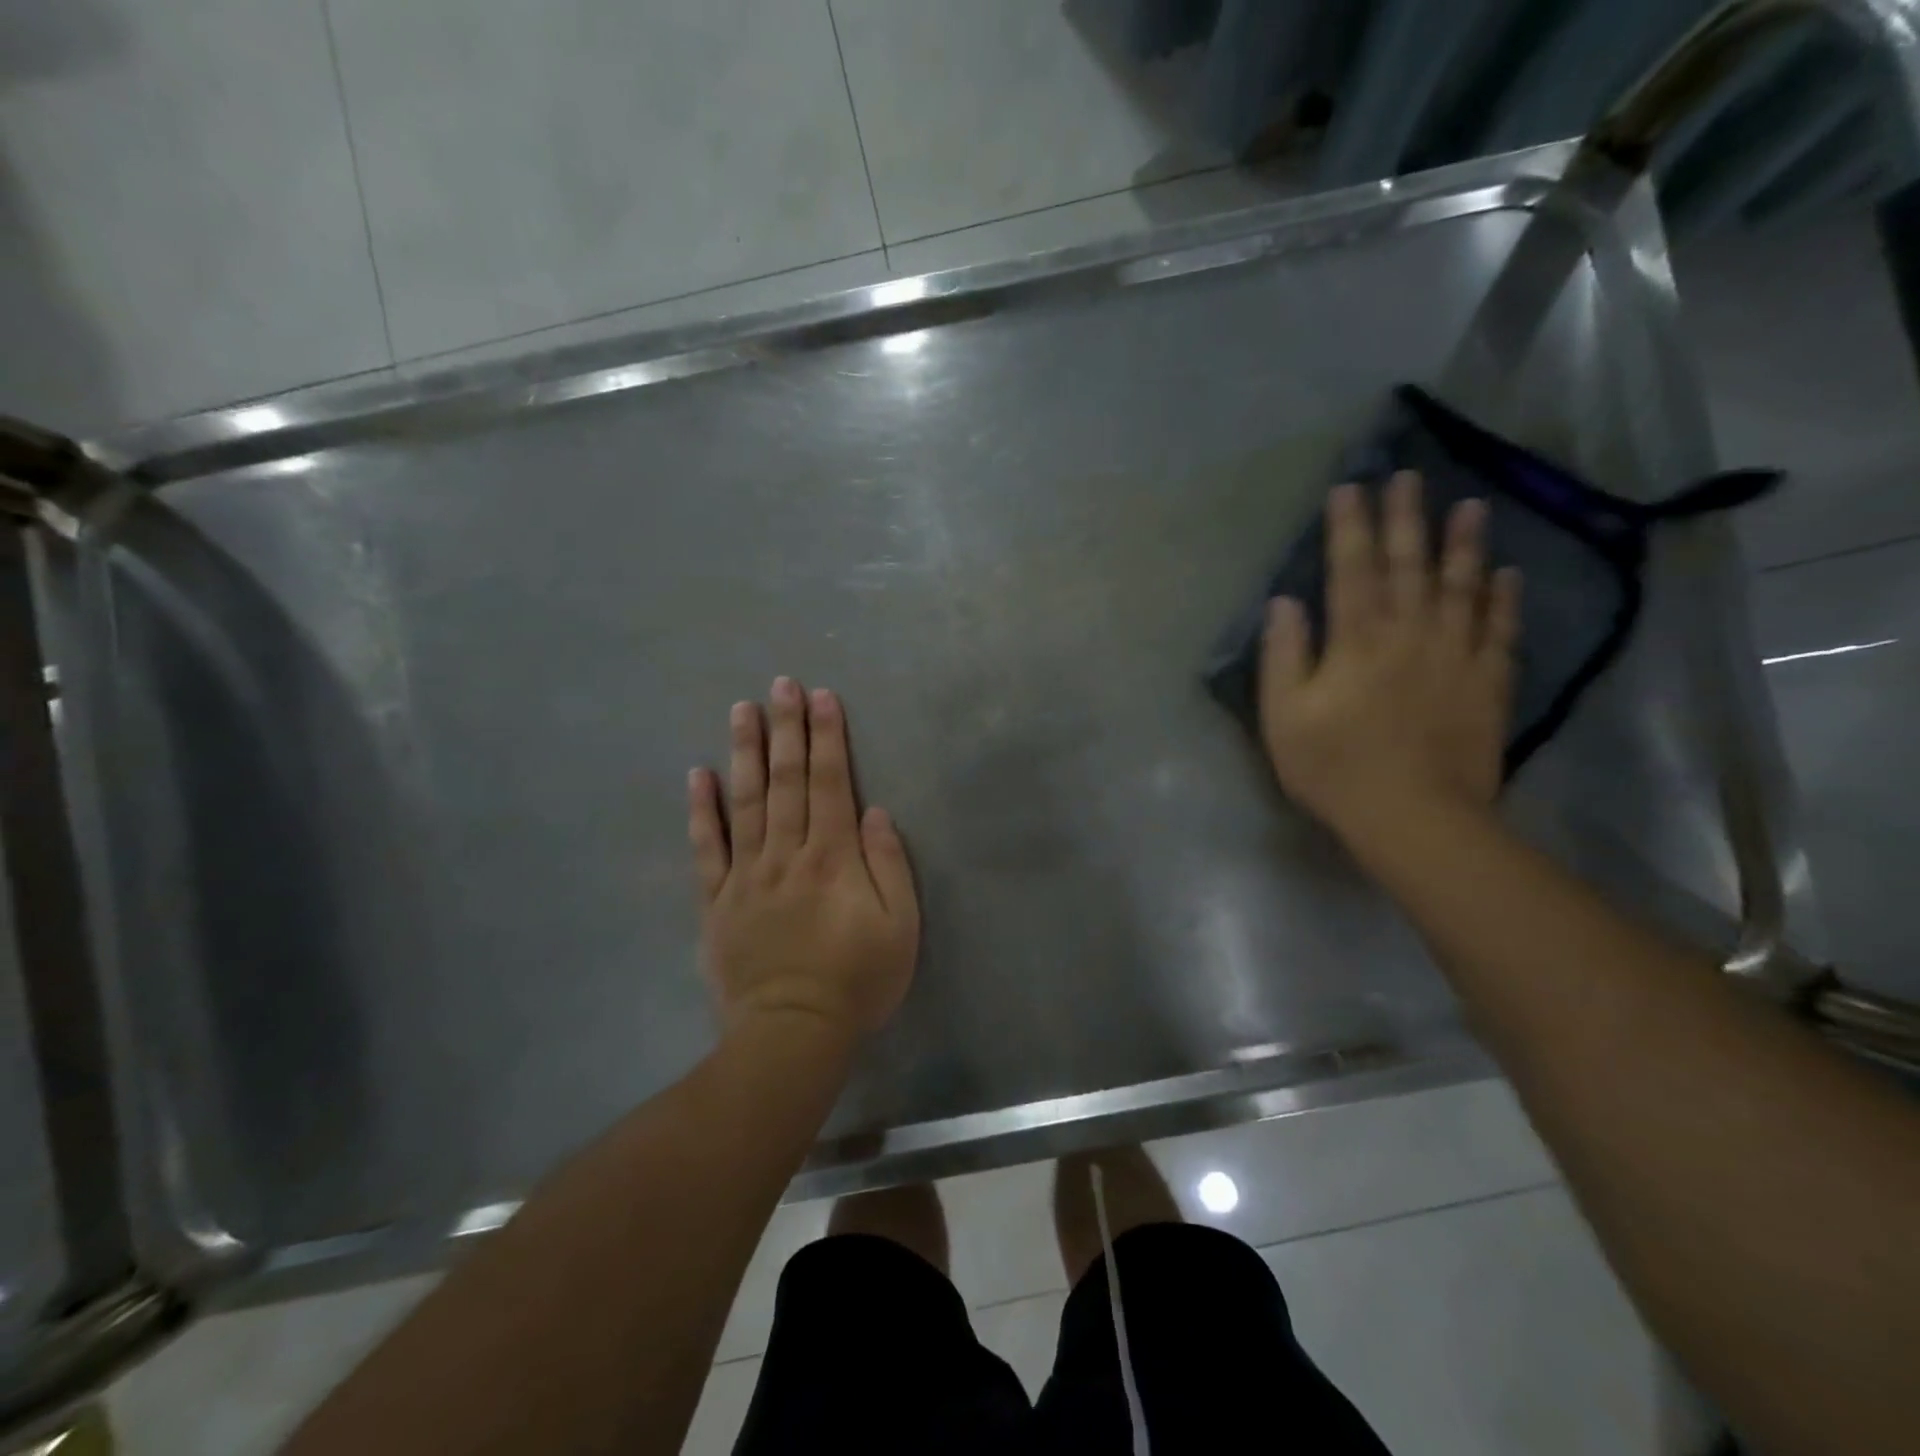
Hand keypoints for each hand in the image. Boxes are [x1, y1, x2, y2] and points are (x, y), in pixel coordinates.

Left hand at [688, 677, 919, 1039]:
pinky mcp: (716, 902)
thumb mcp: (899, 927)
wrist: (791, 1034)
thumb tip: (873, 812)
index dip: (827, 738)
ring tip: (742, 709)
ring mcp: (746, 876)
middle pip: (785, 781)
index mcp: (833, 858)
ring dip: (745, 752)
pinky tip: (698, 774)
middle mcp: (786, 854)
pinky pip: (706, 849)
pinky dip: (701, 810)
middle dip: (786, 729)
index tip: (822, 697)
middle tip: (781, 684)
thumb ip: (889, 865)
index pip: (829, 783)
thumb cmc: (856, 980)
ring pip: (745, 802)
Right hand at [1260, 472, 1520, 849]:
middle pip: (1409, 565)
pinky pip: (1501, 630)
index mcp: (1356, 640)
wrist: (1414, 817)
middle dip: (1406, 518)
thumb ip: (1284, 655)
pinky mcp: (1489, 683)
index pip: (1351, 569)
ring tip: (1469, 506)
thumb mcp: (1283, 715)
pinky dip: (1505, 598)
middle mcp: (1410, 634)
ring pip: (1462, 587)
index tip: (1350, 488)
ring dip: (1464, 544)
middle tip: (1409, 478)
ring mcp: (1456, 656)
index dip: (1349, 527)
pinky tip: (1507, 574)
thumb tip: (1284, 602)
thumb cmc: (1334, 767)